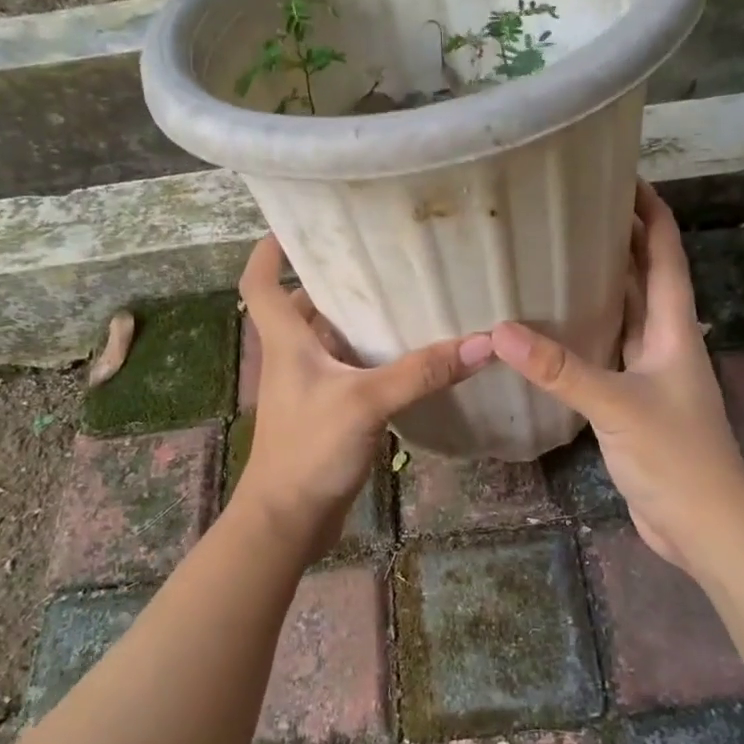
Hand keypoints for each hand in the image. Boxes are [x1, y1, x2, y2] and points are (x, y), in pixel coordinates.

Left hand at [235, 236, 492, 556]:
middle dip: (329, 281)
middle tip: (374, 258)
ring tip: (399, 298)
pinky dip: (369, 359)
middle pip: (300, 307)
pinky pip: (347, 372)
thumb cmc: (310, 450)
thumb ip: (421, 372)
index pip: (261, 283)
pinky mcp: (325, 413)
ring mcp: (308, 388)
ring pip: (328, 340)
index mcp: (287, 342)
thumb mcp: (366, 402)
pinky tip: (406, 358)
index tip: (295, 224)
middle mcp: (292, 358)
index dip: (271, 250)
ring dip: (354, 320)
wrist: (288, 520)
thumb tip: (482, 343)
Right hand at [490, 181, 743, 573]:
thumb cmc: (674, 456)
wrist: (703, 524)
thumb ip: (560, 369)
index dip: (650, 212)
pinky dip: (586, 333)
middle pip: (644, 277)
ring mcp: (650, 373)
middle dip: (619, 240)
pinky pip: (608, 352)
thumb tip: (499, 331)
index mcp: (672, 328)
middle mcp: (664, 342)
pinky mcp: (633, 402)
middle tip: (572, 212)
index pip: (665, 253)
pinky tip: (554, 329)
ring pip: (625, 315)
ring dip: (601, 285)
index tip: (620, 177)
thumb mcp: (616, 405)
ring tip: (557, 256)